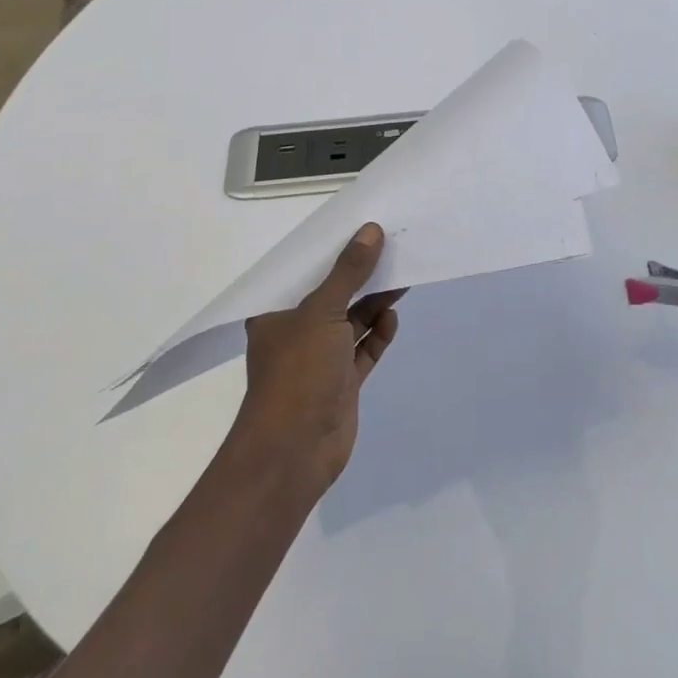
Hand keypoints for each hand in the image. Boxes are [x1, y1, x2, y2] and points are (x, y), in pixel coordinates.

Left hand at [234, 223, 402, 491]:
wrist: (294, 452)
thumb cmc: (298, 372)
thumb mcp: (322, 312)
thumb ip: (348, 272)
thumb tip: (371, 230)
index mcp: (276, 312)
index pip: (304, 271)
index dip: (331, 249)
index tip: (359, 226)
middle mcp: (296, 331)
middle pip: (332, 294)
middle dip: (359, 274)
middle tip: (391, 246)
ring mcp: (320, 359)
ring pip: (351, 321)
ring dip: (373, 302)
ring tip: (401, 275)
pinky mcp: (341, 382)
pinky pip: (364, 349)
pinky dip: (378, 334)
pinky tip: (392, 317)